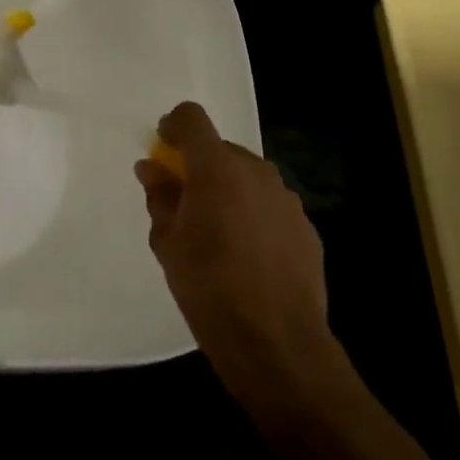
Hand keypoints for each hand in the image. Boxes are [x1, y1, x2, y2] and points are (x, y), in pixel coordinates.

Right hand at [134, 102, 351, 410]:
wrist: (275, 340)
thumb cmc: (208, 287)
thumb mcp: (168, 242)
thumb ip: (160, 197)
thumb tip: (152, 168)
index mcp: (216, 168)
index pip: (192, 119)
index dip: (173, 127)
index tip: (161, 147)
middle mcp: (256, 172)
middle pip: (221, 150)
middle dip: (200, 166)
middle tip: (183, 201)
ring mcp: (286, 198)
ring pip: (248, 178)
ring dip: (228, 190)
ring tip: (216, 232)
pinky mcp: (306, 226)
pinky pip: (269, 205)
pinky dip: (253, 214)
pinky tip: (246, 253)